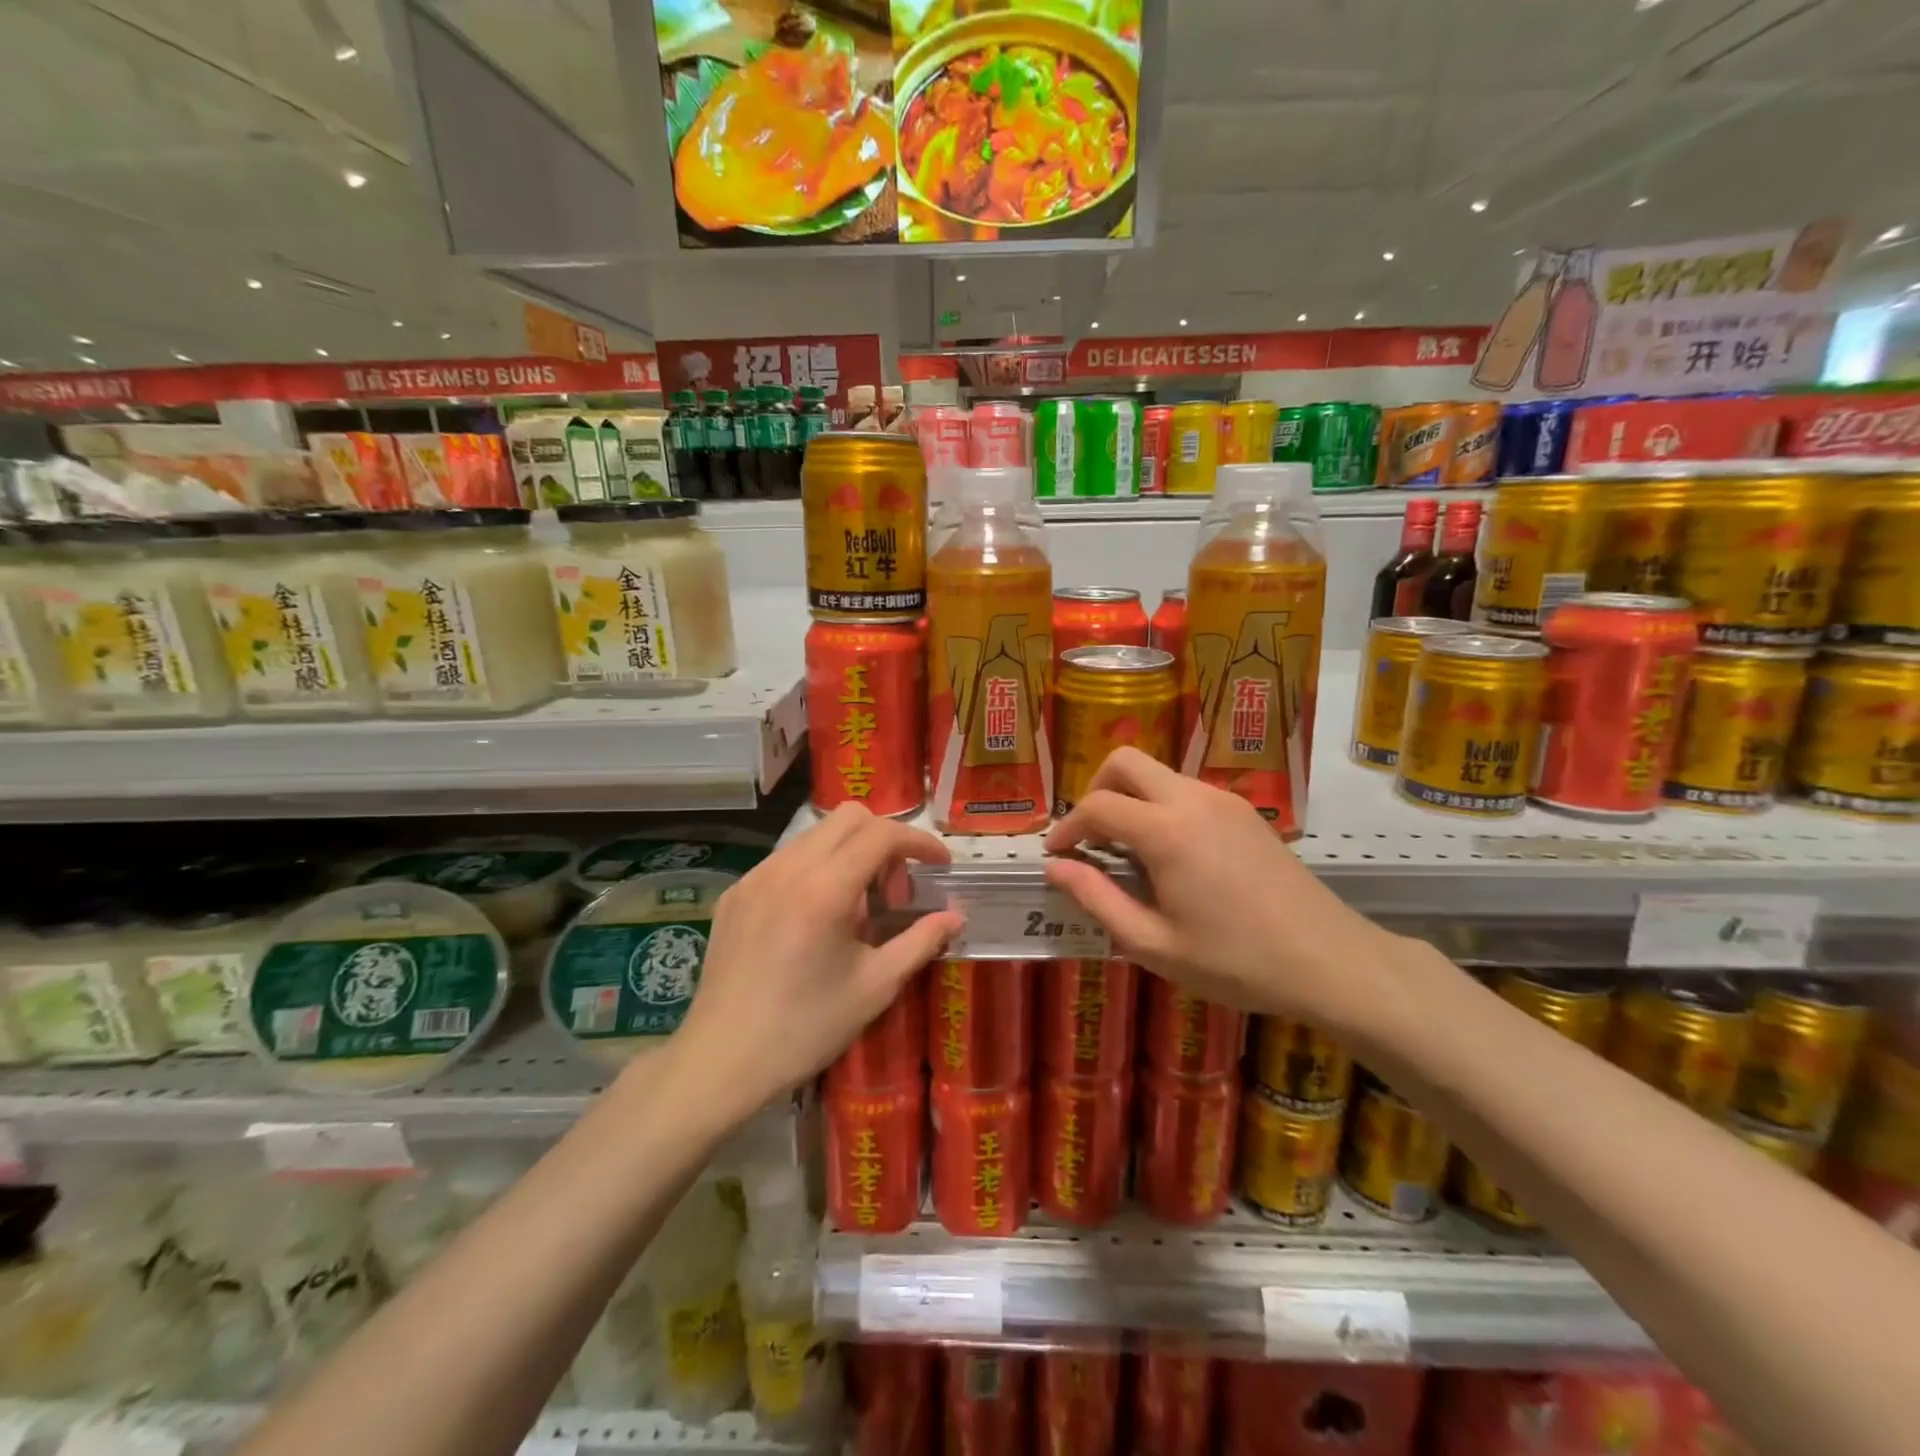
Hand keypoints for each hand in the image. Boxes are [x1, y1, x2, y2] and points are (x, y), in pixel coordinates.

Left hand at [672, 804, 964, 1114]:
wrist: (721, 1061)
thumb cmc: (805, 1029)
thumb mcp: (875, 987)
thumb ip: (920, 942)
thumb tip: (955, 917)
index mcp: (825, 889)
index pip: (882, 834)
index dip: (920, 841)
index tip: (941, 865)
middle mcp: (787, 868)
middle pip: (849, 817)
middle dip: (885, 841)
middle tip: (895, 892)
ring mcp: (755, 876)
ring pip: (816, 834)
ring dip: (850, 853)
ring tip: (857, 908)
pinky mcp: (736, 892)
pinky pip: (786, 858)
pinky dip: (815, 869)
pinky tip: (815, 919)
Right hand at [1040, 748, 1406, 1033]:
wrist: (1330, 961)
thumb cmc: (1235, 962)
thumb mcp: (1153, 944)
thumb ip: (1097, 899)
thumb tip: (1056, 867)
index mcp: (1166, 832)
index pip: (1097, 806)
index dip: (1067, 827)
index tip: (1055, 854)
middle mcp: (1192, 800)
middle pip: (1125, 761)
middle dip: (1096, 790)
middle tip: (1091, 838)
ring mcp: (1223, 800)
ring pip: (1158, 774)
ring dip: (1131, 799)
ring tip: (1128, 852)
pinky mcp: (1245, 811)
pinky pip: (1187, 790)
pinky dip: (1162, 807)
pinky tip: (1172, 854)